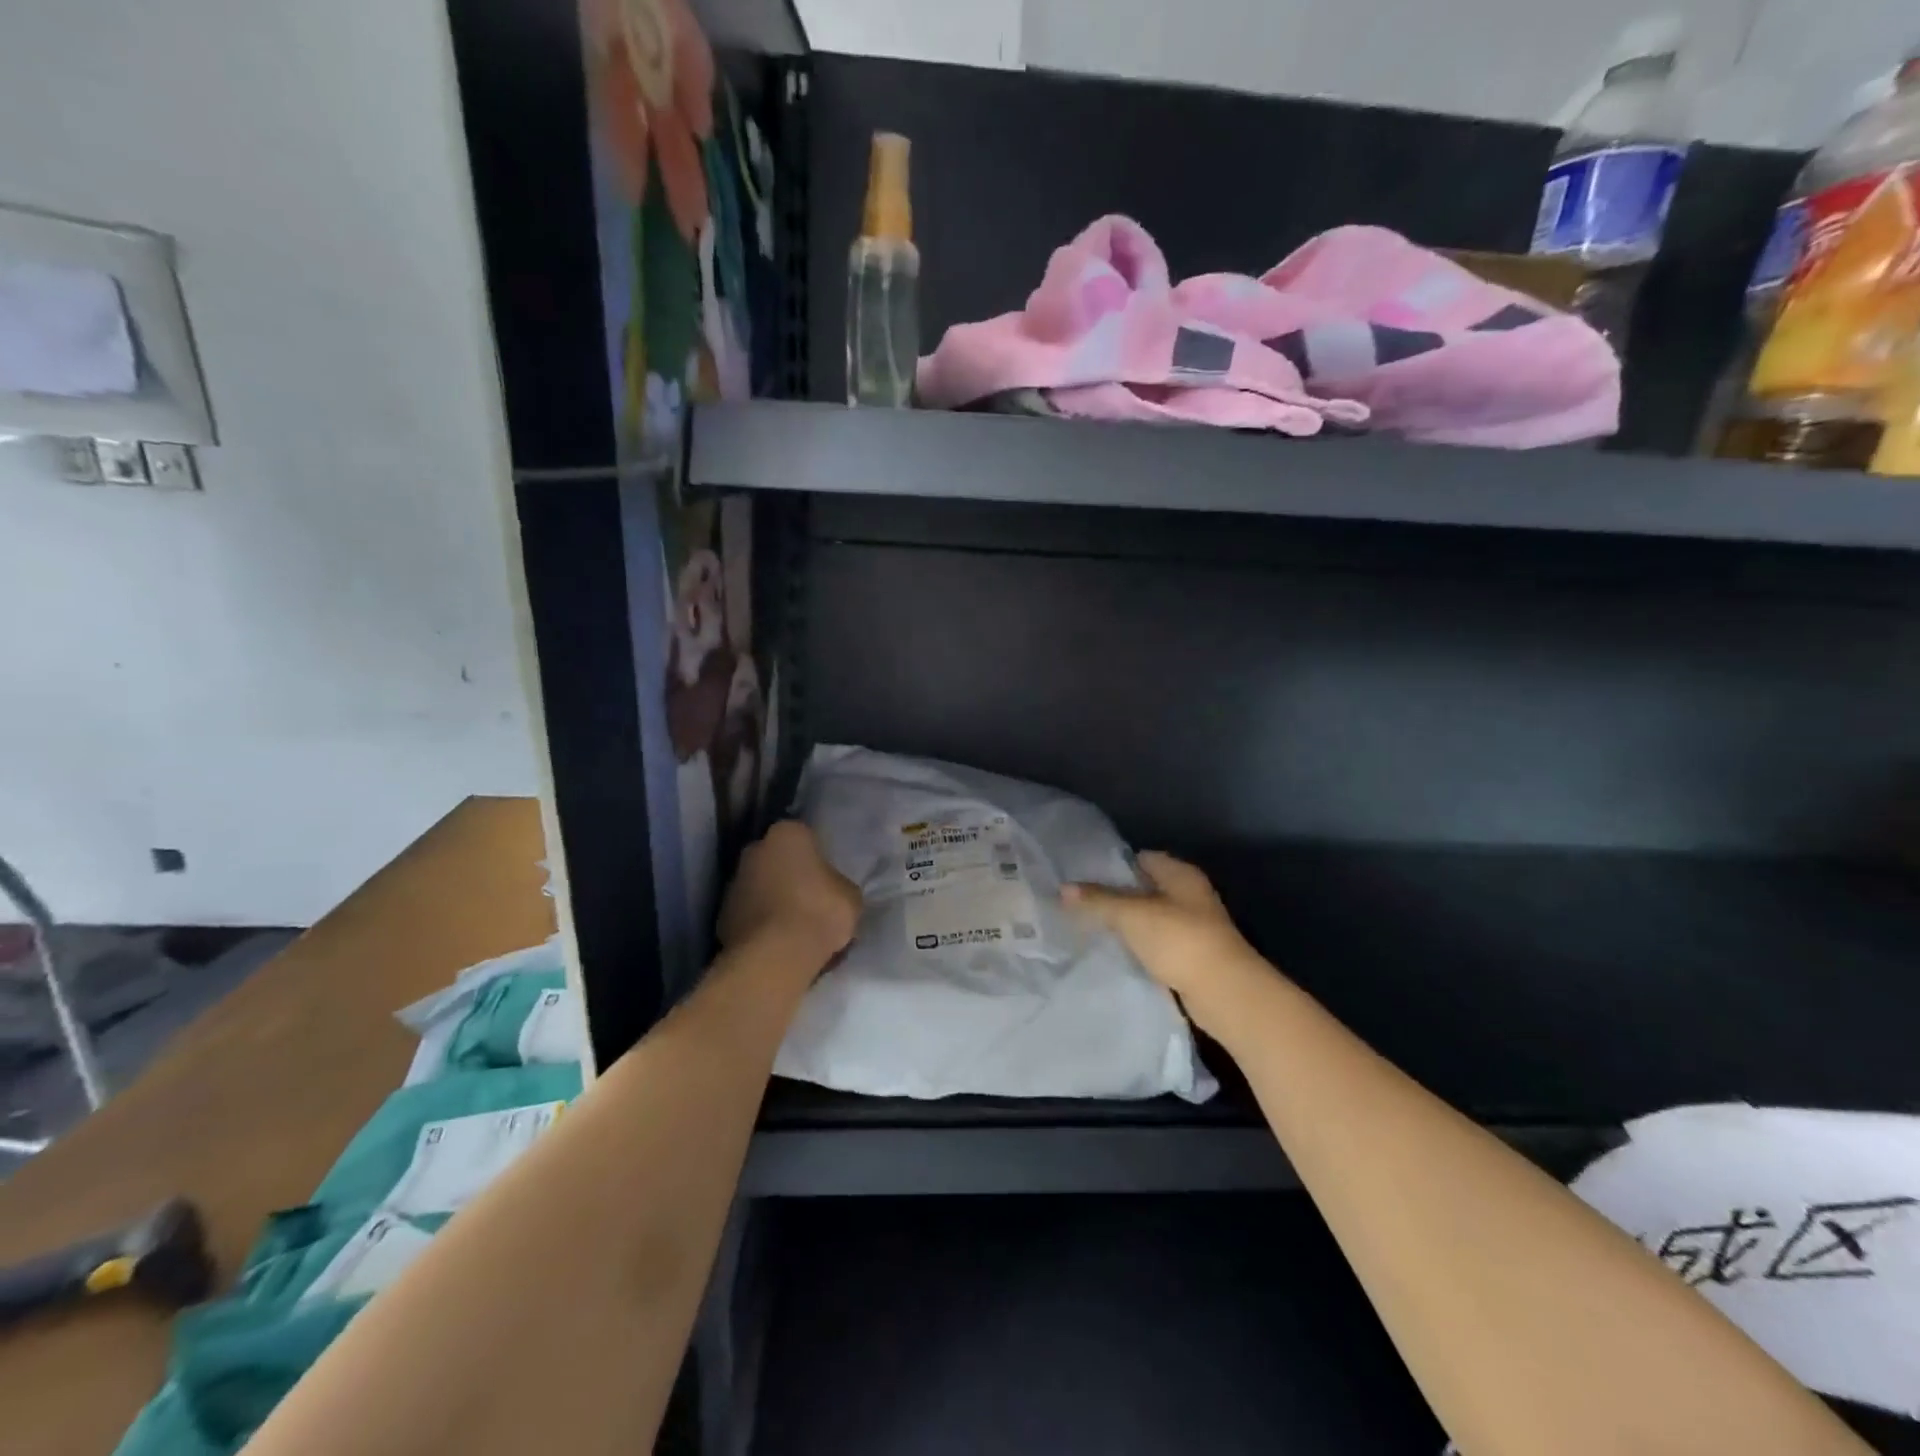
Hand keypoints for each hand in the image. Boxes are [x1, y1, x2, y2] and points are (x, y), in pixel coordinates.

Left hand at [718, 821, 861, 968]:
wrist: (775, 956)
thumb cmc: (819, 912)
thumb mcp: (850, 896)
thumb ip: (838, 884)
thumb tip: (832, 891)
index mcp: (787, 833)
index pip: (805, 837)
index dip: (817, 858)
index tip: (827, 879)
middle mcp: (754, 849)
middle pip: (776, 859)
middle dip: (790, 875)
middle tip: (810, 900)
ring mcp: (733, 882)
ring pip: (759, 886)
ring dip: (772, 899)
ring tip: (793, 927)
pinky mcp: (721, 916)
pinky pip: (748, 914)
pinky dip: (759, 924)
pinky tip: (777, 943)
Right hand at [1063, 852, 1259, 1011]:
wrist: (1223, 992)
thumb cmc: (1179, 939)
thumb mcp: (1131, 915)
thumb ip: (1097, 900)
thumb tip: (1064, 888)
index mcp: (1180, 874)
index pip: (1141, 858)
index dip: (1113, 864)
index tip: (1082, 876)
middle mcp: (1190, 895)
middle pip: (1145, 888)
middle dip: (1115, 896)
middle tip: (1080, 903)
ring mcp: (1193, 927)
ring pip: (1150, 918)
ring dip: (1127, 924)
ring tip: (1090, 928)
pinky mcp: (1191, 956)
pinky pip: (1156, 944)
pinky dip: (1138, 946)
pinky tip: (1115, 953)